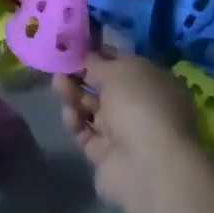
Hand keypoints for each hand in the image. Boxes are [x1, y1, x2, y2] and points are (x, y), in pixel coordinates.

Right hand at [55, 49, 201, 204]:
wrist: (147, 165)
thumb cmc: (139, 104)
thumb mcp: (117, 71)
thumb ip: (98, 63)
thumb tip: (88, 58)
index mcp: (155, 83)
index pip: (124, 64)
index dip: (100, 55)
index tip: (75, 47)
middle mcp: (142, 107)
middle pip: (105, 88)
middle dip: (82, 75)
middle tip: (60, 66)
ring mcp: (125, 133)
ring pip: (92, 109)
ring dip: (74, 95)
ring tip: (58, 85)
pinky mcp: (106, 156)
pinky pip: (86, 133)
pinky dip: (76, 121)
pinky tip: (70, 113)